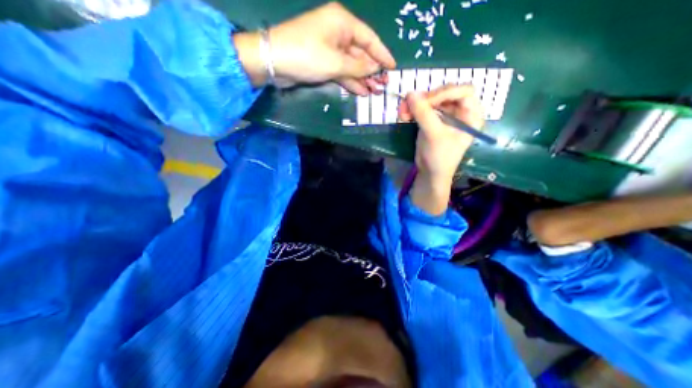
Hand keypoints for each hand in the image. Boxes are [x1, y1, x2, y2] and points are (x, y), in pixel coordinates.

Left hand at [234, 1, 394, 92]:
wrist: (274, 62)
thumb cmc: (307, 55)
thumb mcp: (336, 62)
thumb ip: (358, 67)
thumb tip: (376, 69)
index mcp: (342, 23)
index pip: (369, 38)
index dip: (382, 54)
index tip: (393, 67)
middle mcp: (337, 33)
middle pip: (361, 53)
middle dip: (372, 70)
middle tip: (384, 85)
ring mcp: (330, 49)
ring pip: (352, 65)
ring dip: (363, 79)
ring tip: (375, 92)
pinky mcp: (323, 62)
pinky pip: (342, 71)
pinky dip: (351, 81)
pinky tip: (361, 91)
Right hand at [397, 85, 481, 214]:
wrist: (430, 173)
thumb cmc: (440, 157)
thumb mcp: (434, 135)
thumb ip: (424, 114)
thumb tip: (410, 94)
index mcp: (471, 114)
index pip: (463, 91)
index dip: (445, 93)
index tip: (426, 102)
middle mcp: (460, 111)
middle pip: (444, 94)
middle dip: (425, 99)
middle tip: (408, 105)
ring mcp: (445, 115)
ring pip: (430, 100)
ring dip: (415, 104)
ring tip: (402, 112)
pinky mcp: (432, 120)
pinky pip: (422, 109)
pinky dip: (412, 110)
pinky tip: (403, 116)